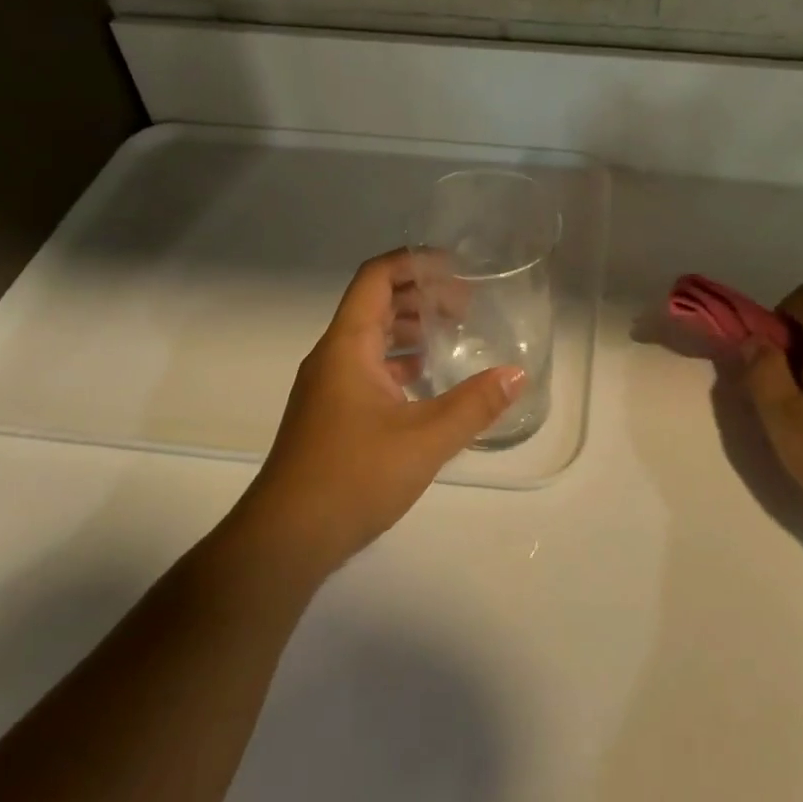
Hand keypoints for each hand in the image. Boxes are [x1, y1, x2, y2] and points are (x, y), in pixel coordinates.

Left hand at [240, 250, 523, 572]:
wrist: (285, 539)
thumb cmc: (352, 476)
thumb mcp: (425, 439)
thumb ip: (474, 404)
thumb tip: (517, 374)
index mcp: (347, 346)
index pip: (375, 278)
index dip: (413, 262)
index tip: (455, 268)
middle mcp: (333, 357)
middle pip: (375, 304)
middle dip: (420, 295)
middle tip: (466, 305)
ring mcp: (328, 387)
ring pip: (371, 338)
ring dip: (410, 329)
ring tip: (453, 335)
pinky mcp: (330, 414)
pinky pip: (368, 368)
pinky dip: (399, 362)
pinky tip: (428, 382)